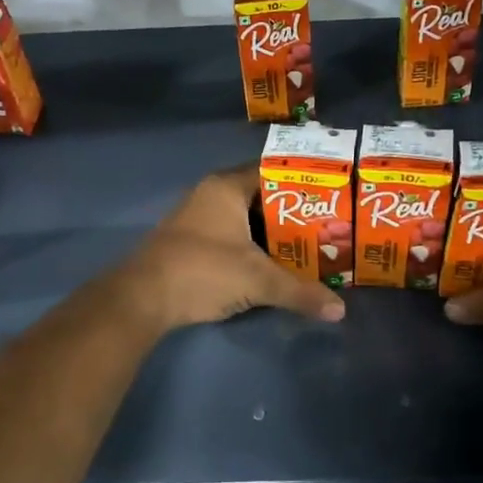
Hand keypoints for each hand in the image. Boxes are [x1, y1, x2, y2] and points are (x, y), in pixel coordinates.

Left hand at [112, 169, 347, 329]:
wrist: (142, 298)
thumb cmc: (202, 271)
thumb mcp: (257, 281)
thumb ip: (299, 291)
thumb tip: (340, 310)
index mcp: (226, 187)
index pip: (272, 171)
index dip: (303, 181)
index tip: (331, 195)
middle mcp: (210, 195)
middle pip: (261, 197)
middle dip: (292, 213)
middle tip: (327, 225)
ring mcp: (197, 218)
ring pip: (244, 219)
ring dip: (271, 233)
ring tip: (308, 246)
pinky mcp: (189, 242)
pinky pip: (231, 235)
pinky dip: (252, 246)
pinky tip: (272, 264)